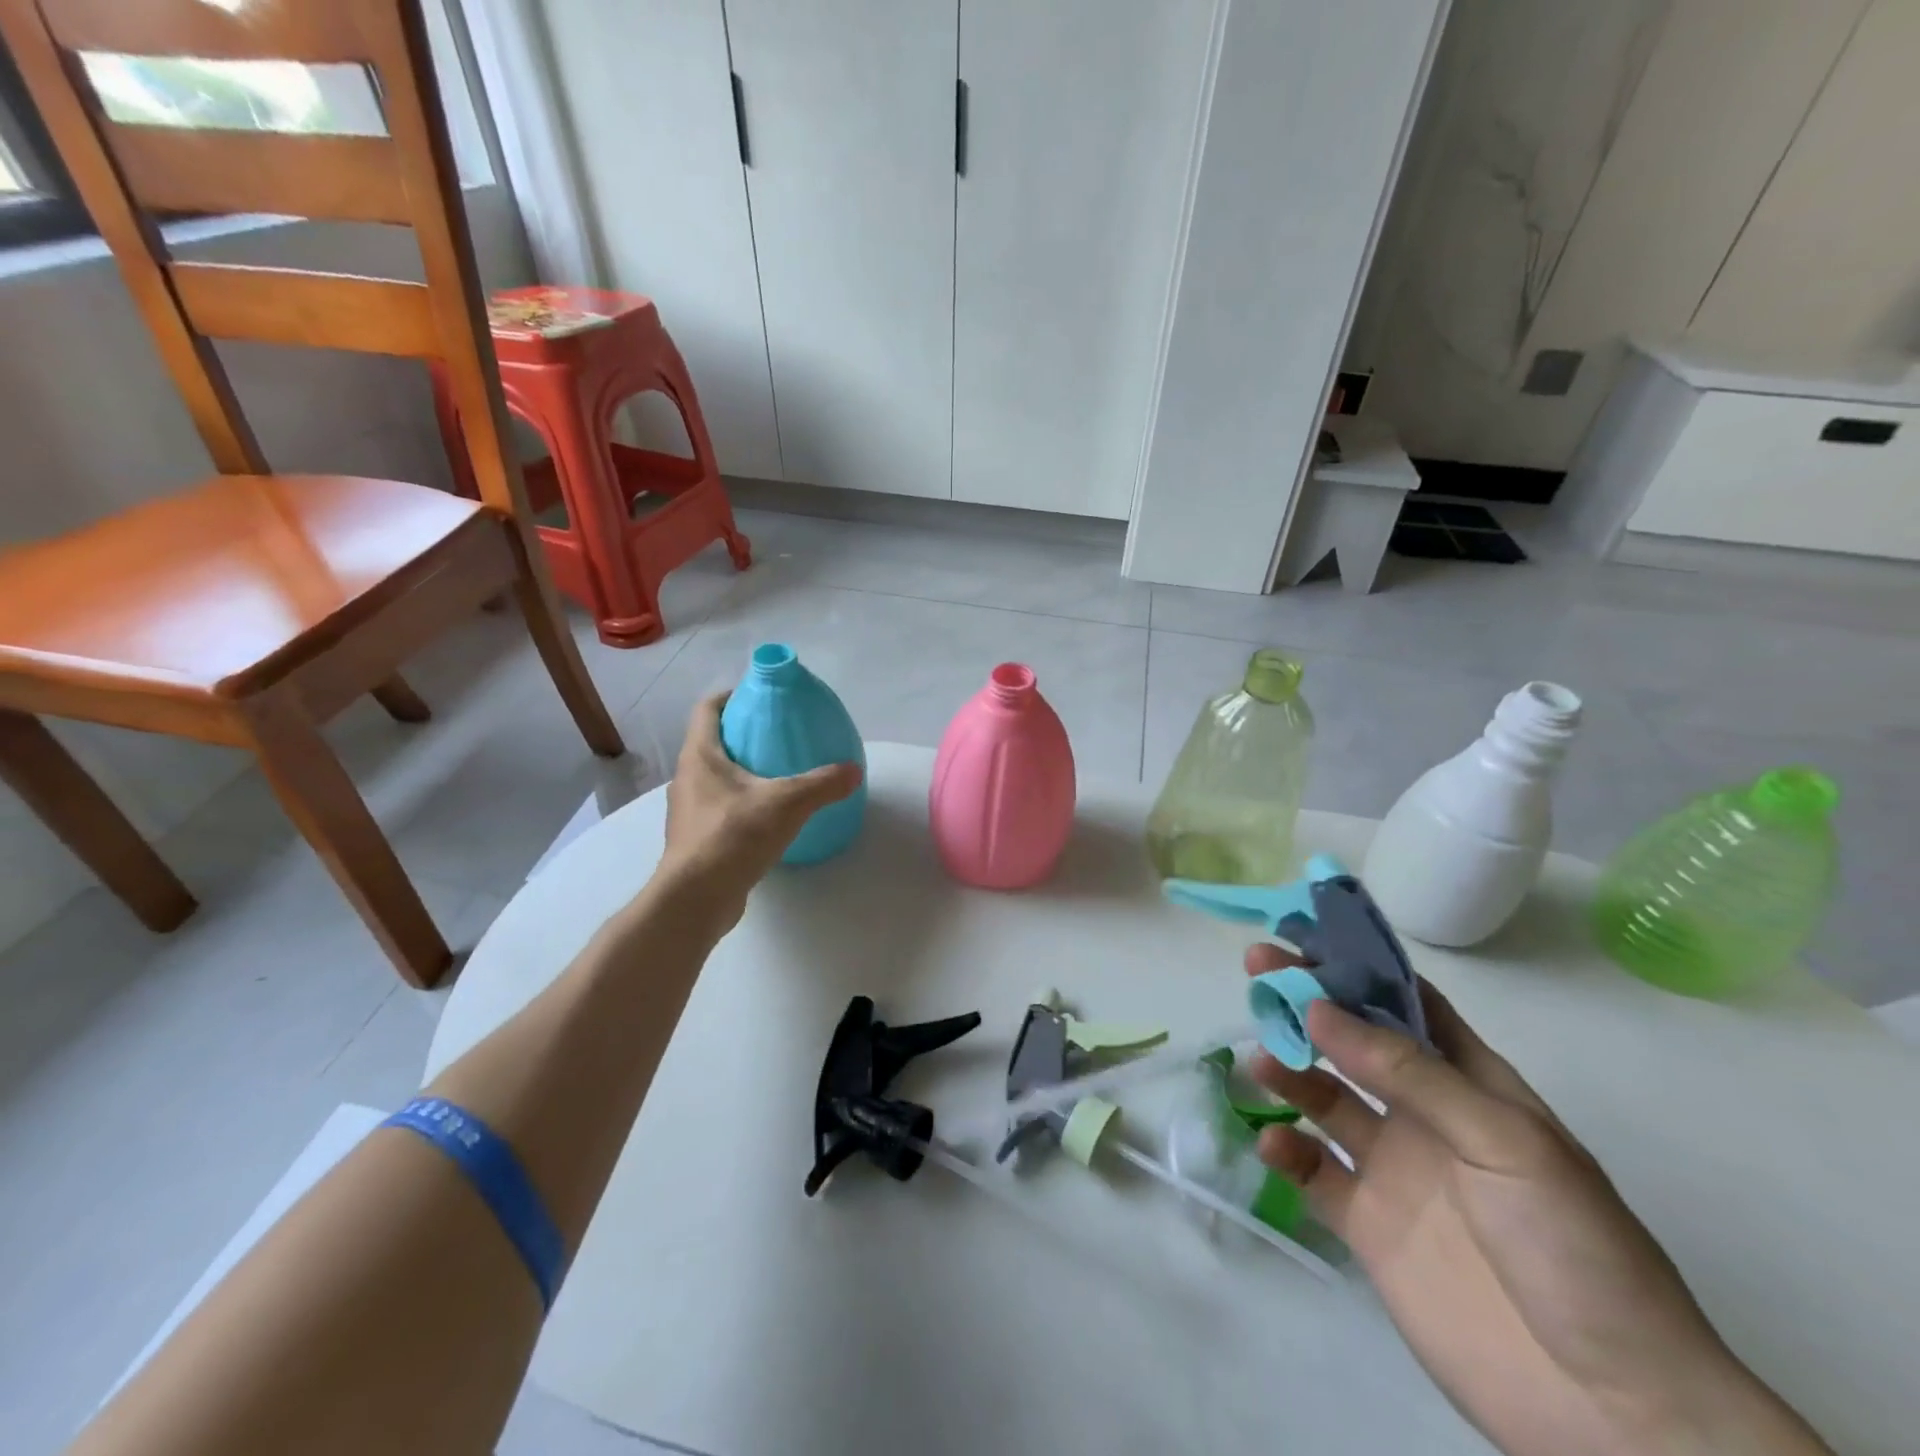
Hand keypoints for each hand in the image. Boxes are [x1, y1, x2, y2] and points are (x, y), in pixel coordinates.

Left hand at [656, 692, 862, 925]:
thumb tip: (854, 770)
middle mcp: (688, 778)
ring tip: (778, 776)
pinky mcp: (696, 839)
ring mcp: (688, 811)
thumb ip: (823, 783)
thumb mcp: (788, 803)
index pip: (707, 709)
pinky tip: (769, 817)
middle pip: (712, 742)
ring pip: (715, 778)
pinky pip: (720, 808)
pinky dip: (741, 803)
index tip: (759, 696)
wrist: (696, 898)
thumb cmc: (734, 836)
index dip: (731, 696)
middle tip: (779, 736)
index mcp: (701, 756)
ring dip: (741, 772)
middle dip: (742, 735)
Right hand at [1244, 944, 1829, 1455]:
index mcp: (1471, 1085)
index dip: (1358, 965)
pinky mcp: (1367, 1223)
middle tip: (1257, 969)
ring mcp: (1394, 1168)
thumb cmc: (1576, 1248)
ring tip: (1261, 1061)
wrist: (1611, 1411)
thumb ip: (1410, 1074)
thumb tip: (1319, 1009)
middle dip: (1306, 1003)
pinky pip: (1313, 1172)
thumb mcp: (1505, 1142)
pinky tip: (1274, 1144)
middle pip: (1353, 1041)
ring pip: (1324, 1098)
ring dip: (1289, 1071)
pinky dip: (1286, 1151)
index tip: (1304, 935)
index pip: (1407, 1004)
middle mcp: (1425, 1115)